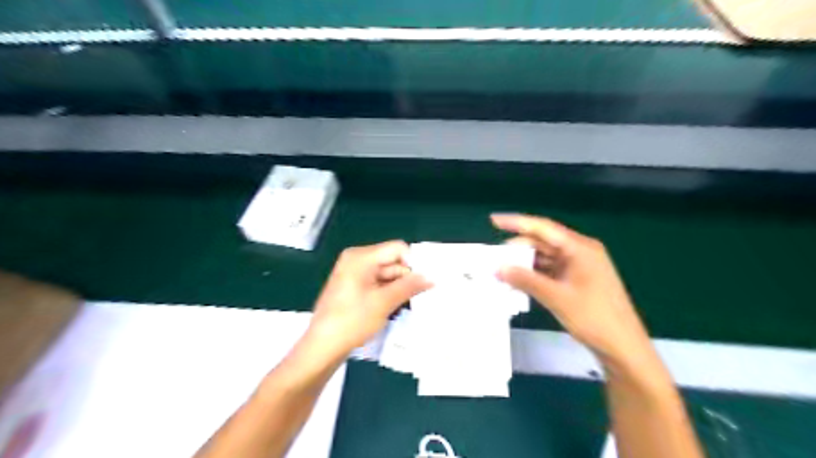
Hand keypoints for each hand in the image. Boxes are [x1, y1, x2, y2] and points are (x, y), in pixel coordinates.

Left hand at [304, 242, 429, 362]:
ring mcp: (354, 273)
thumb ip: (409, 286)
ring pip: (386, 273)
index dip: (413, 262)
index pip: (397, 249)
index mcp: (361, 257)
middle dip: (406, 277)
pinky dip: (388, 292)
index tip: (426, 280)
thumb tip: (431, 277)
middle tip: (422, 295)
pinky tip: (397, 305)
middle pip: (391, 261)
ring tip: (411, 303)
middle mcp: (357, 259)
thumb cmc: (352, 321)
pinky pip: (377, 282)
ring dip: (398, 287)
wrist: (323, 347)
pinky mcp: (353, 286)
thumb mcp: (384, 302)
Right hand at [494, 211, 654, 363]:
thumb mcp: (556, 297)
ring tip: (500, 271)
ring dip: (523, 264)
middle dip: (517, 249)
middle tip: (493, 258)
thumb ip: (525, 280)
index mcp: (580, 248)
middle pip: (542, 243)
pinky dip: (533, 275)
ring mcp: (578, 267)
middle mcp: (579, 252)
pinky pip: (549, 271)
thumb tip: (497, 267)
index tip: (493, 220)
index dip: (517, 222)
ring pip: (544, 258)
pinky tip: (516, 282)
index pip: (543, 228)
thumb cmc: (594, 318)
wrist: (623, 348)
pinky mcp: (576, 281)